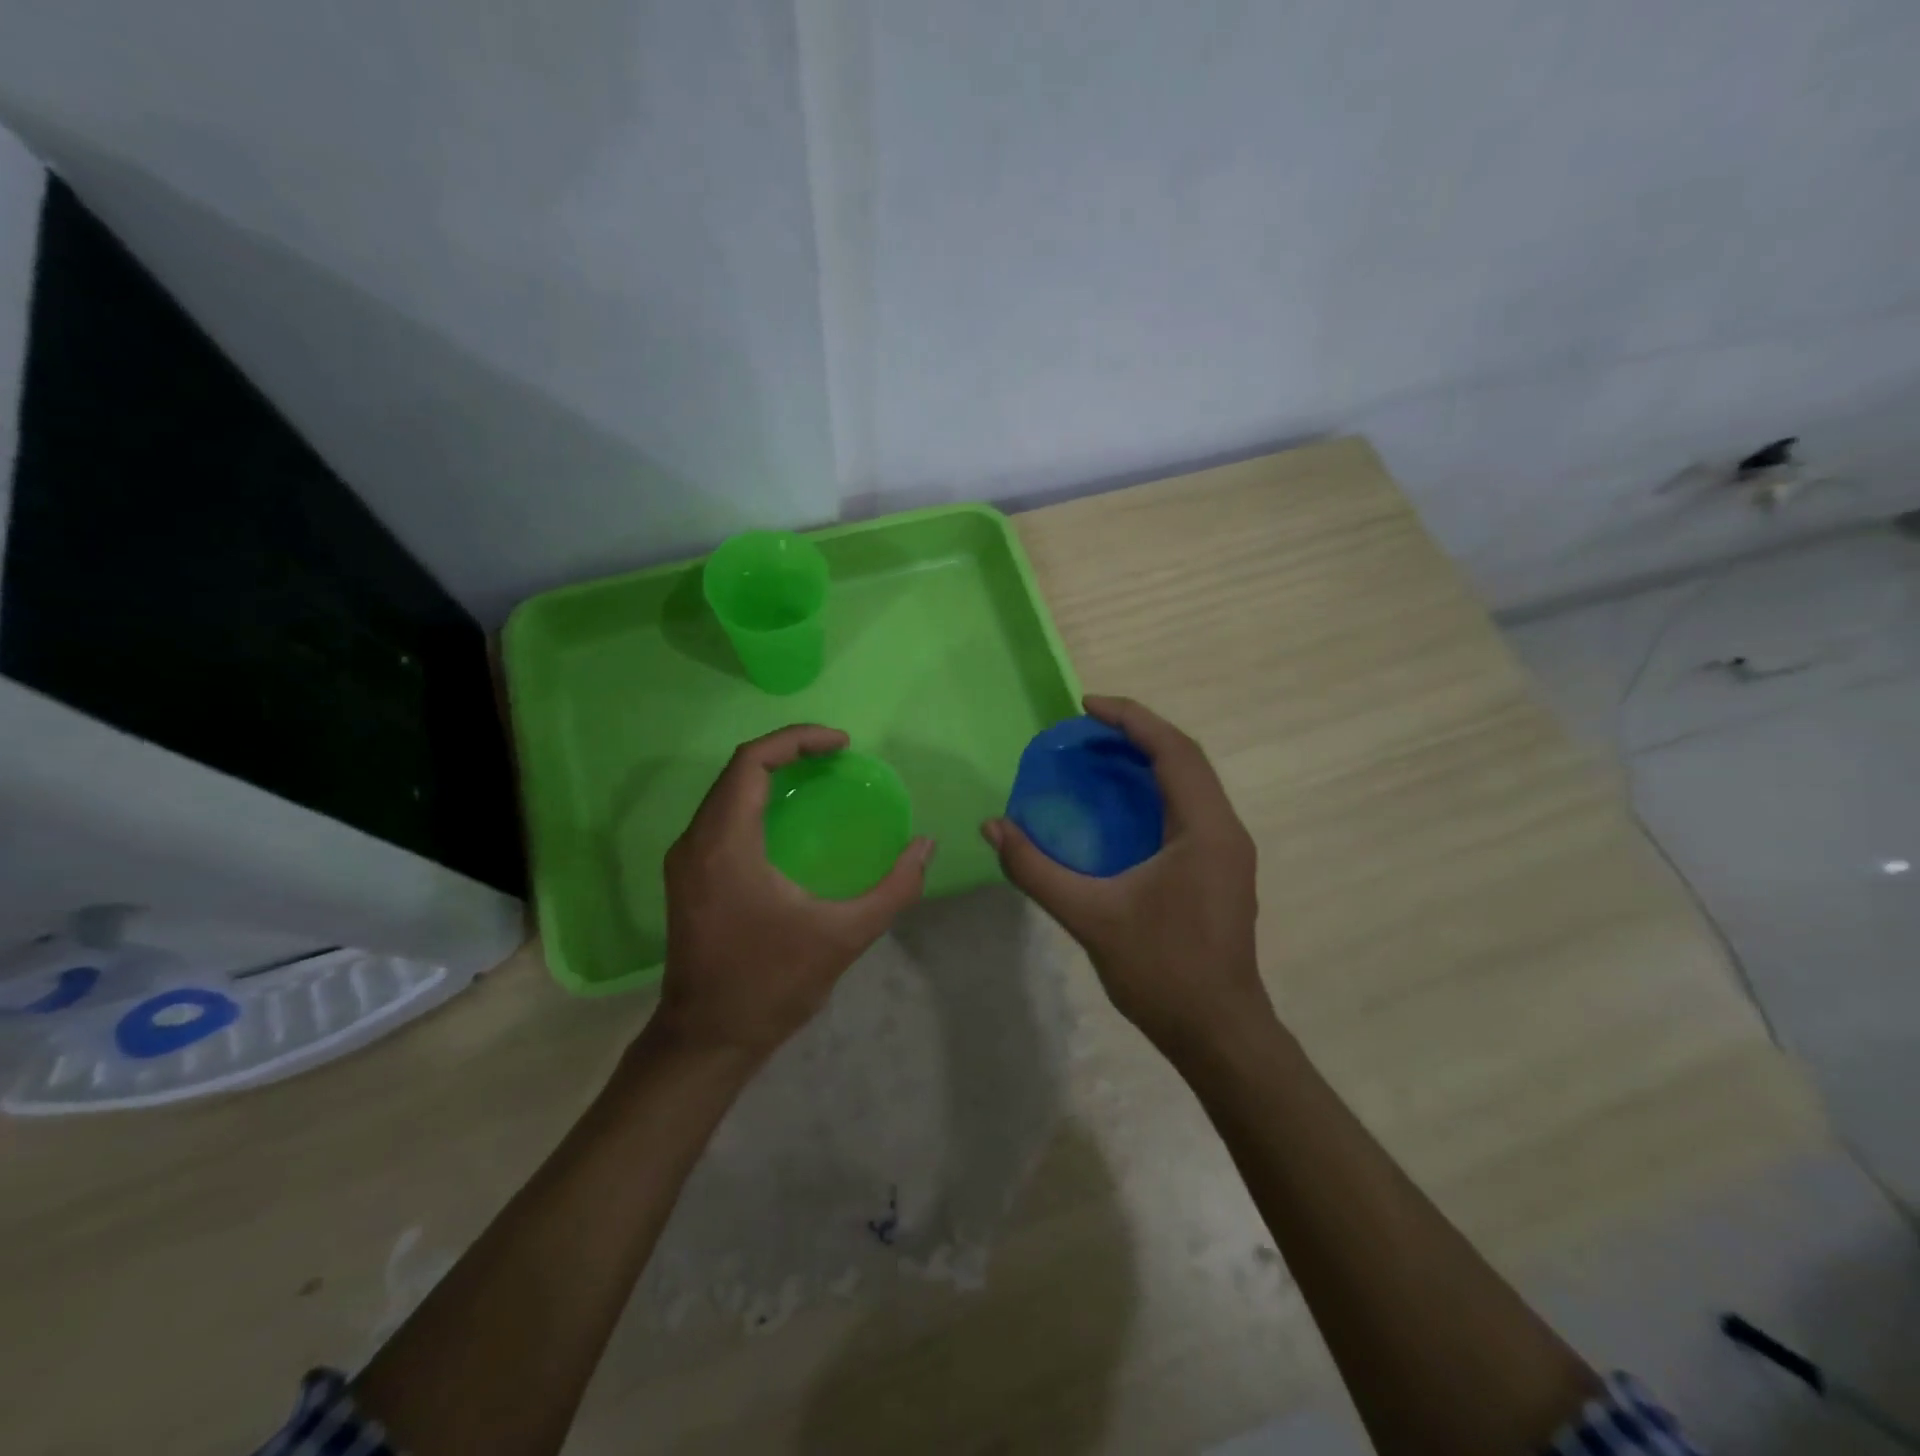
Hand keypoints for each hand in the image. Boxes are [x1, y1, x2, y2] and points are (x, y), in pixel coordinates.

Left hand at [656, 725, 934, 1061]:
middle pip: (737, 770)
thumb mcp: (844, 937)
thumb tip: (925, 846)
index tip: (841, 744)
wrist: (707, 1039)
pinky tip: (791, 821)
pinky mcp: (687, 877)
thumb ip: (894, 889)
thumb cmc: (772, 985)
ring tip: (819, 778)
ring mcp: (685, 860)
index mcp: (725, 845)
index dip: (797, 739)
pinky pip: (721, 817)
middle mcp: (695, 842)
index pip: (752, 762)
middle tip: (837, 757)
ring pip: (726, 793)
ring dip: (770, 775)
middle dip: (788, 752)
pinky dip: (756, 802)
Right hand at [983, 696, 1266, 1058]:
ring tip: (1099, 756)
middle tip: (1086, 729)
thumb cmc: (1162, 971)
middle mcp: (1225, 829)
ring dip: (1149, 760)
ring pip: (1191, 783)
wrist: (1219, 1032)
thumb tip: (993, 827)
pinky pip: (1189, 808)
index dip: (1130, 719)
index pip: (1173, 751)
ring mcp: (1227, 851)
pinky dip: (1155, 790)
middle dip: (1137, 733)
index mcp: (1205, 829)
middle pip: (1186, 758)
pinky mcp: (1220, 869)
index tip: (1085, 706)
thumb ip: (1036, 869)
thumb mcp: (1090, 916)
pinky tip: (1120, 806)